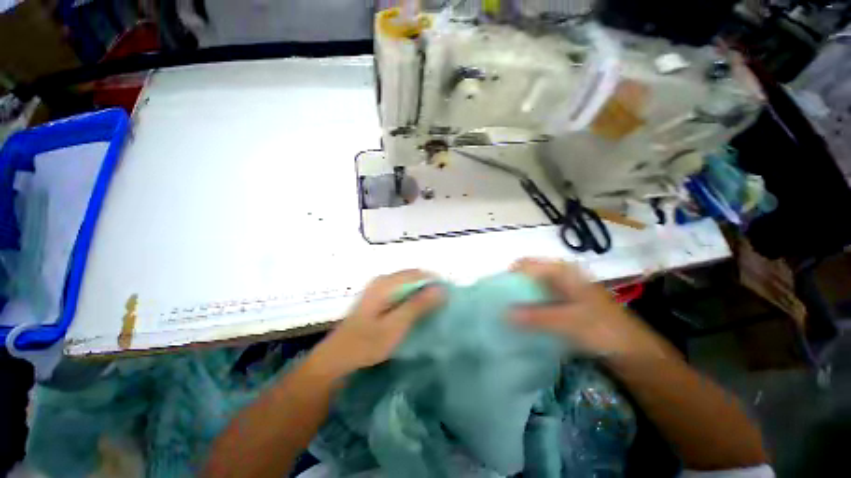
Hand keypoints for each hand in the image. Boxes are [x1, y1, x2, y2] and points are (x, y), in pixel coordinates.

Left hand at [308, 270, 444, 379]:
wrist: (338, 358)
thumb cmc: (367, 344)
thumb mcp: (396, 326)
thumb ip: (418, 305)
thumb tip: (441, 288)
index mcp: (386, 282)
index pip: (418, 274)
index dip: (435, 283)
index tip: (447, 298)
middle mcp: (382, 279)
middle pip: (413, 276)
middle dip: (429, 288)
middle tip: (440, 307)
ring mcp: (378, 287)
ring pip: (408, 284)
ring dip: (421, 294)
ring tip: (431, 311)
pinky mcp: (377, 296)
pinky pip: (401, 290)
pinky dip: (411, 298)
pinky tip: (414, 312)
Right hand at [511, 258, 677, 359]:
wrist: (633, 351)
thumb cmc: (603, 330)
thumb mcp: (568, 322)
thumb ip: (535, 316)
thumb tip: (502, 313)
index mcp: (561, 271)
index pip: (525, 265)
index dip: (509, 276)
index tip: (495, 293)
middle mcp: (560, 276)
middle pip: (527, 275)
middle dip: (511, 287)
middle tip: (498, 304)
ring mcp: (561, 290)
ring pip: (532, 288)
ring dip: (519, 298)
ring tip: (505, 312)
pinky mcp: (562, 304)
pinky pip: (538, 300)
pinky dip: (528, 307)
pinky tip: (521, 319)